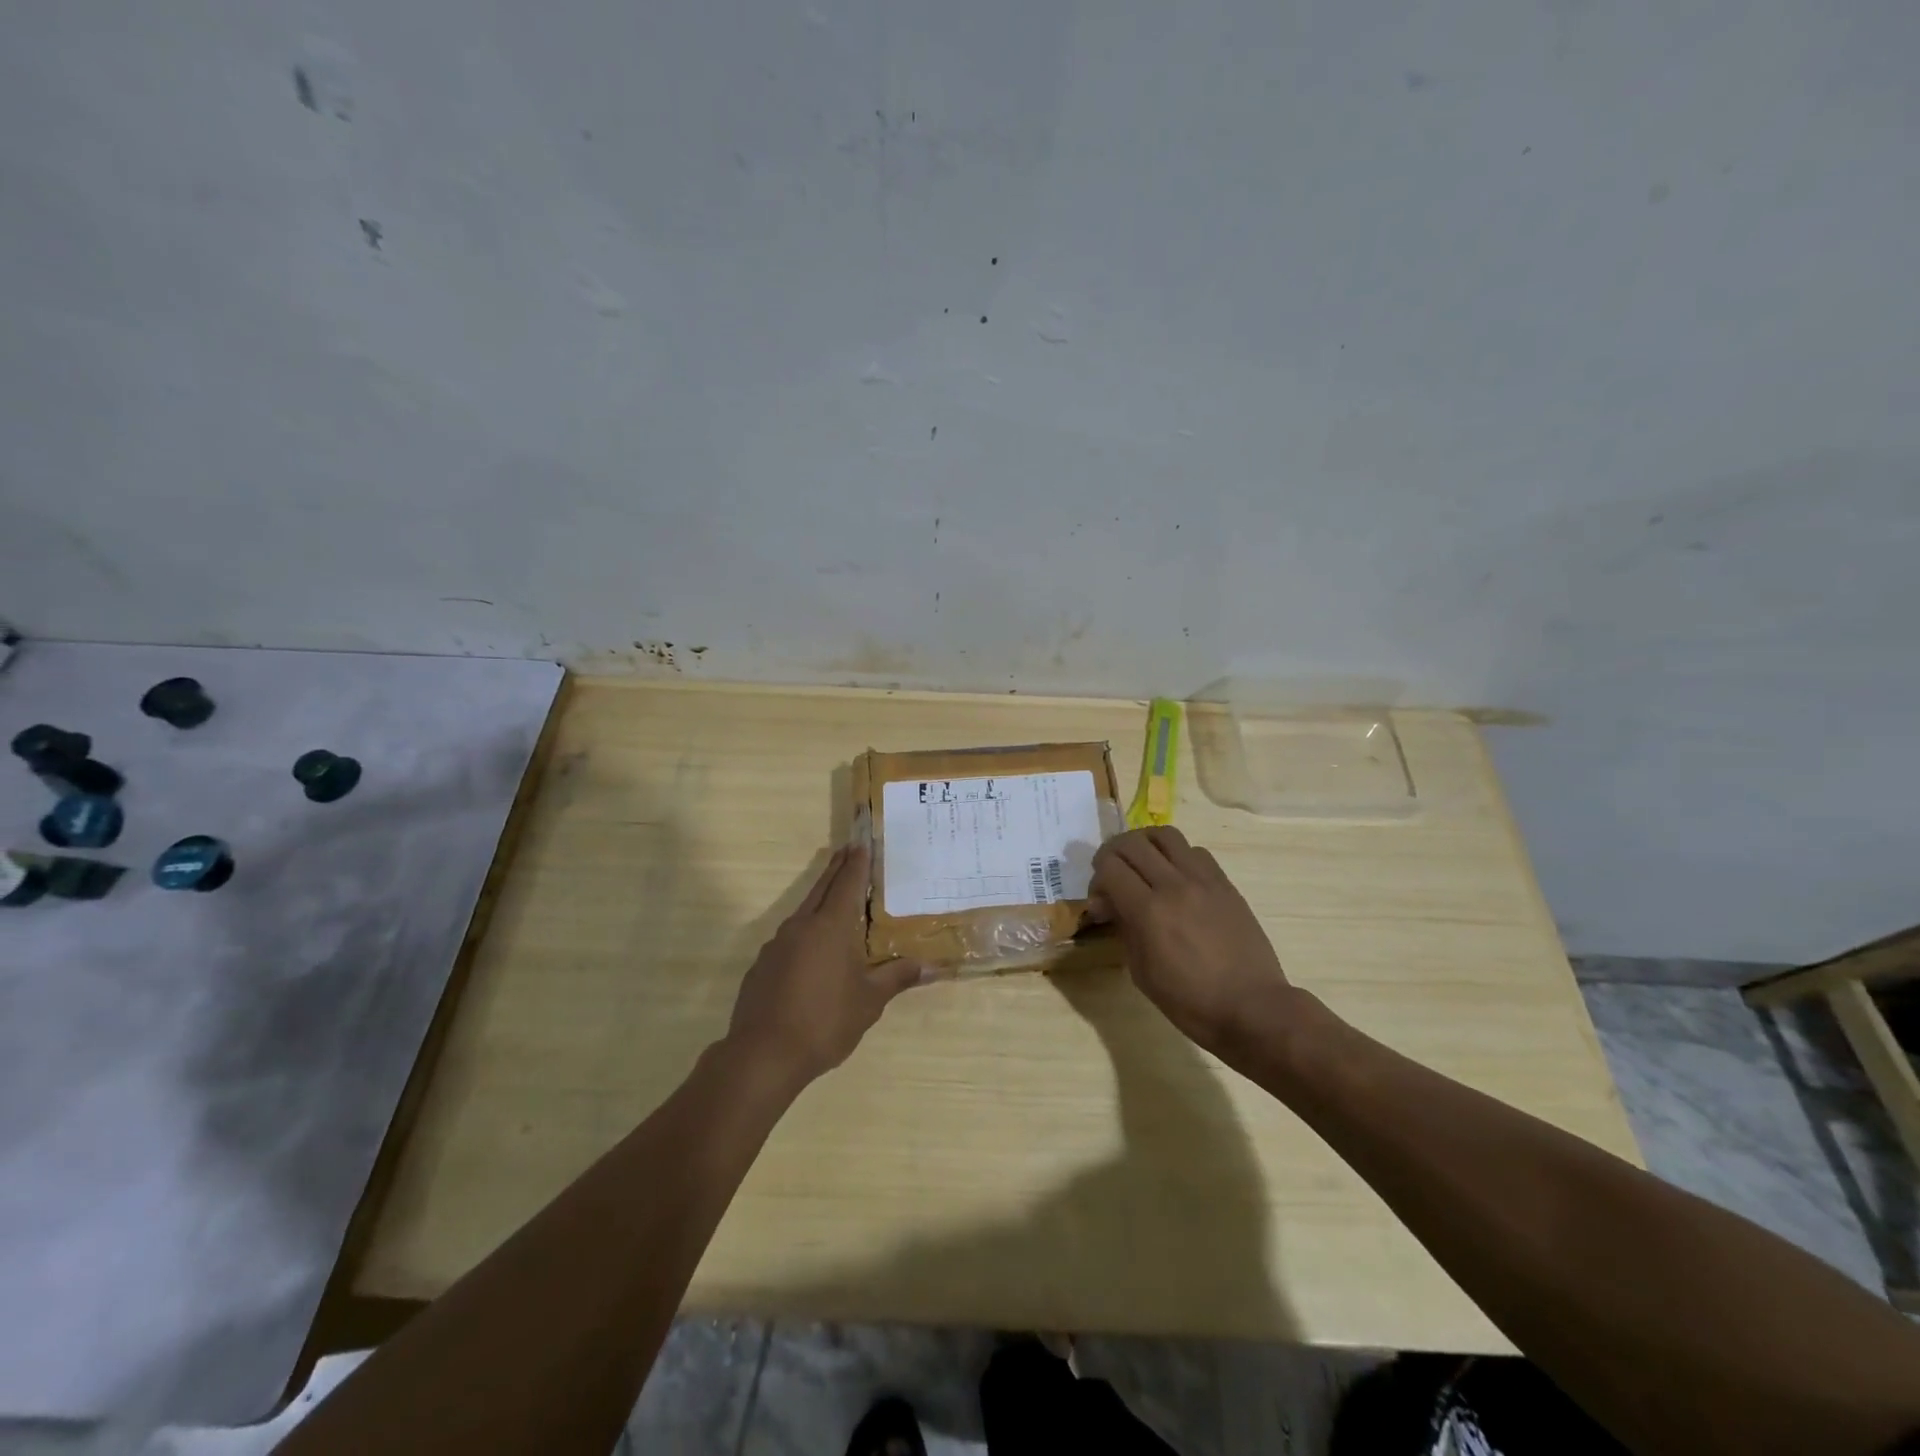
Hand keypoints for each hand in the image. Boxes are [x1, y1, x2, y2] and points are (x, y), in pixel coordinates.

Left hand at [725, 845, 925, 1088]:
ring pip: (803, 912)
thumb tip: (930, 966)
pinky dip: (805, 933)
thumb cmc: (825, 1021)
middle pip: (822, 888)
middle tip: (849, 851)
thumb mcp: (870, 1001)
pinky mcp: (762, 966)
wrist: (764, 1055)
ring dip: (820, 900)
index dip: (857, 863)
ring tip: (835, 901)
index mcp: (831, 926)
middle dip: (837, 869)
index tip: (862, 842)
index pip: (848, 883)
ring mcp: (777, 945)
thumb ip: (897, 977)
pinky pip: (789, 939)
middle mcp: (802, 926)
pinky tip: (811, 953)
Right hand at [1086, 827, 1291, 1055]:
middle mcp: (1174, 885)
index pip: (1110, 867)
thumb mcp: (1142, 973)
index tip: (1101, 899)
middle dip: (1112, 854)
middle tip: (1112, 875)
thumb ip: (1123, 929)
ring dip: (1144, 844)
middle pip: (1132, 843)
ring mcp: (1203, 880)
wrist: (1253, 1007)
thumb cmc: (1191, 1001)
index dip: (1097, 878)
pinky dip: (1176, 855)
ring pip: (1164, 835)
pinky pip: (1194, 851)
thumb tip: (1108, 903)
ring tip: (1142, 864)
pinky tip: (1176, 877)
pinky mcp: (1224, 883)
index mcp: (1149, 911)